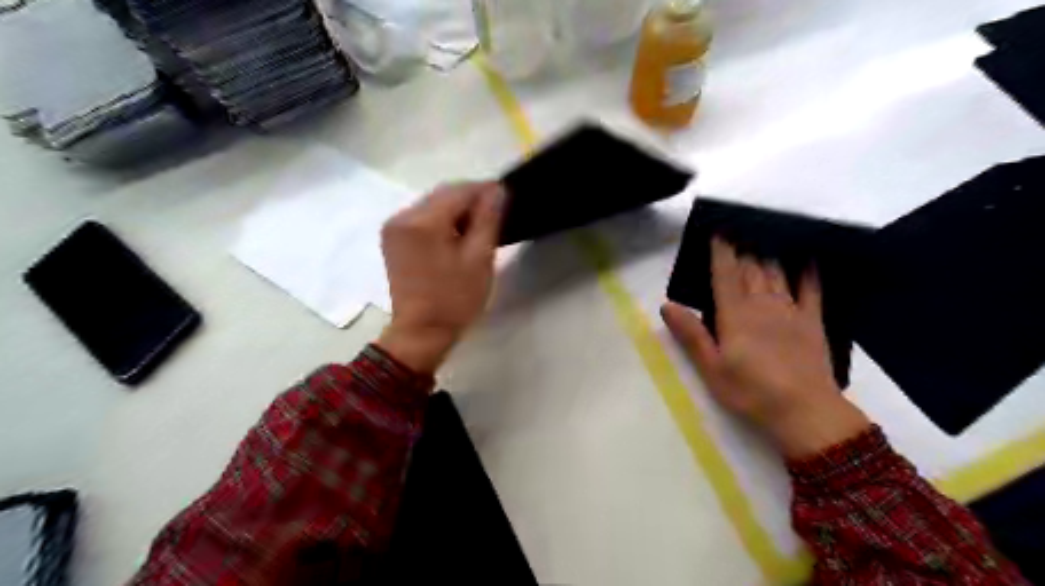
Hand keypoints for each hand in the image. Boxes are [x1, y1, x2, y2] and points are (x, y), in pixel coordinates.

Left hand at [378, 181, 503, 374]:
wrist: (421, 333)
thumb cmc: (455, 299)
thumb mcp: (479, 258)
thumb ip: (488, 219)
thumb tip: (497, 190)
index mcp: (423, 222)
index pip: (459, 191)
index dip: (485, 191)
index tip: (506, 198)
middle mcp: (402, 217)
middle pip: (443, 194)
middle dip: (470, 200)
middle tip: (496, 215)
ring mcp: (394, 228)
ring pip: (433, 205)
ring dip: (456, 210)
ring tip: (478, 228)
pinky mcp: (393, 239)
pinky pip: (422, 218)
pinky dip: (442, 221)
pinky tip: (456, 236)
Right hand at [660, 239, 875, 456]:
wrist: (804, 411)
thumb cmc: (750, 391)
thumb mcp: (711, 368)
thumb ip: (691, 335)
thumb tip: (667, 305)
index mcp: (735, 315)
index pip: (725, 275)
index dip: (721, 252)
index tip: (718, 232)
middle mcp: (762, 305)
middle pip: (751, 269)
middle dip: (742, 249)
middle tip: (737, 233)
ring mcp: (790, 311)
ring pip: (776, 273)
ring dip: (766, 255)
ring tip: (760, 241)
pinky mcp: (812, 321)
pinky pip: (811, 288)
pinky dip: (807, 271)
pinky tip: (806, 258)